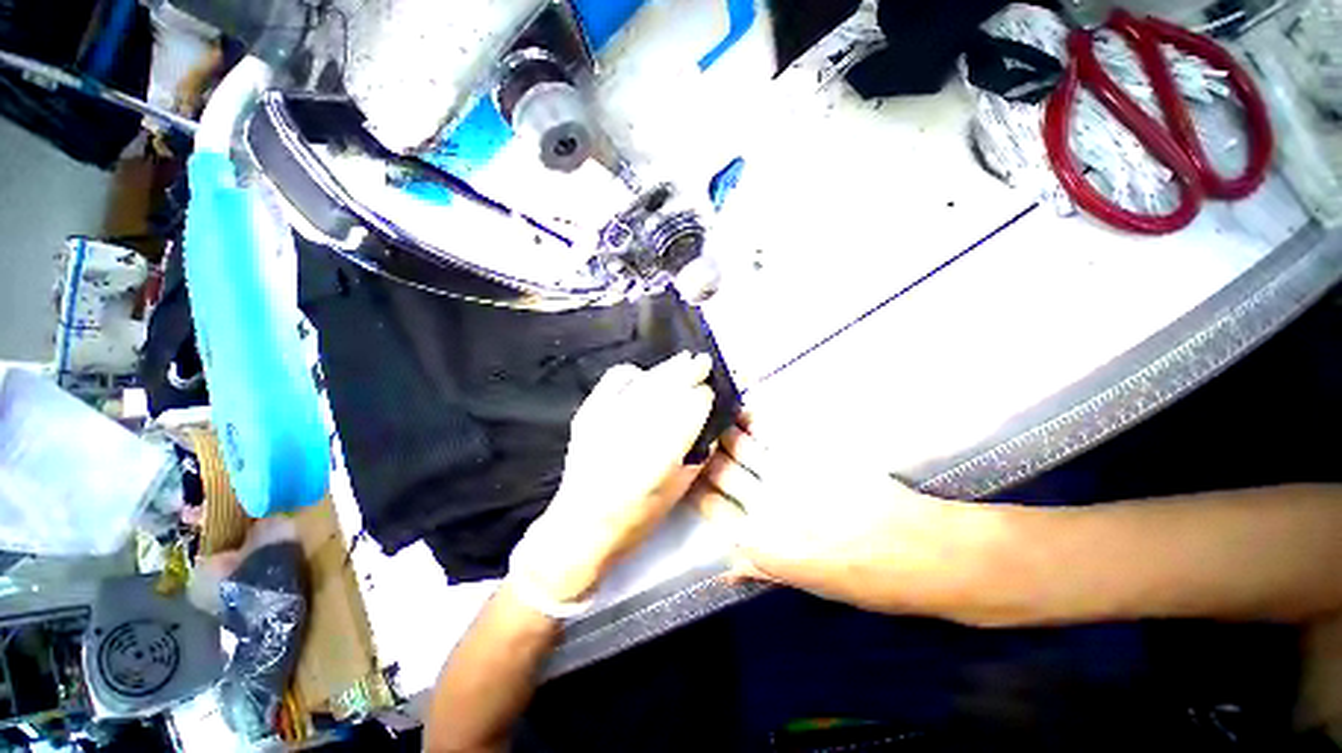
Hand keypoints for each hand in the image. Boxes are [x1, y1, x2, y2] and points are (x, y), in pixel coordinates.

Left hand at [509, 352, 715, 602]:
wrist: (580, 527)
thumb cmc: (635, 519)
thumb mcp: (677, 492)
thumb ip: (698, 457)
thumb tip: (710, 428)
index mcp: (662, 452)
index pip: (691, 408)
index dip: (704, 397)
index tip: (712, 394)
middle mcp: (635, 427)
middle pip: (669, 387)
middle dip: (690, 372)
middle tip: (703, 362)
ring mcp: (607, 417)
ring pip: (646, 380)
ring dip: (668, 369)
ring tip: (684, 360)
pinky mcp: (588, 413)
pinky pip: (613, 381)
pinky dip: (631, 373)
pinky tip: (643, 375)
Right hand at [693, 416, 996, 615]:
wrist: (928, 554)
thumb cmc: (869, 582)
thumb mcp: (810, 586)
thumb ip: (763, 569)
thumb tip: (725, 569)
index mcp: (765, 544)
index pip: (711, 509)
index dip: (695, 488)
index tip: (687, 473)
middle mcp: (770, 505)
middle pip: (722, 471)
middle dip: (704, 453)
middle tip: (695, 437)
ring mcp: (793, 475)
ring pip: (744, 446)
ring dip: (726, 431)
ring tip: (715, 416)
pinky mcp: (817, 454)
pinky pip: (776, 432)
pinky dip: (757, 420)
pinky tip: (749, 412)